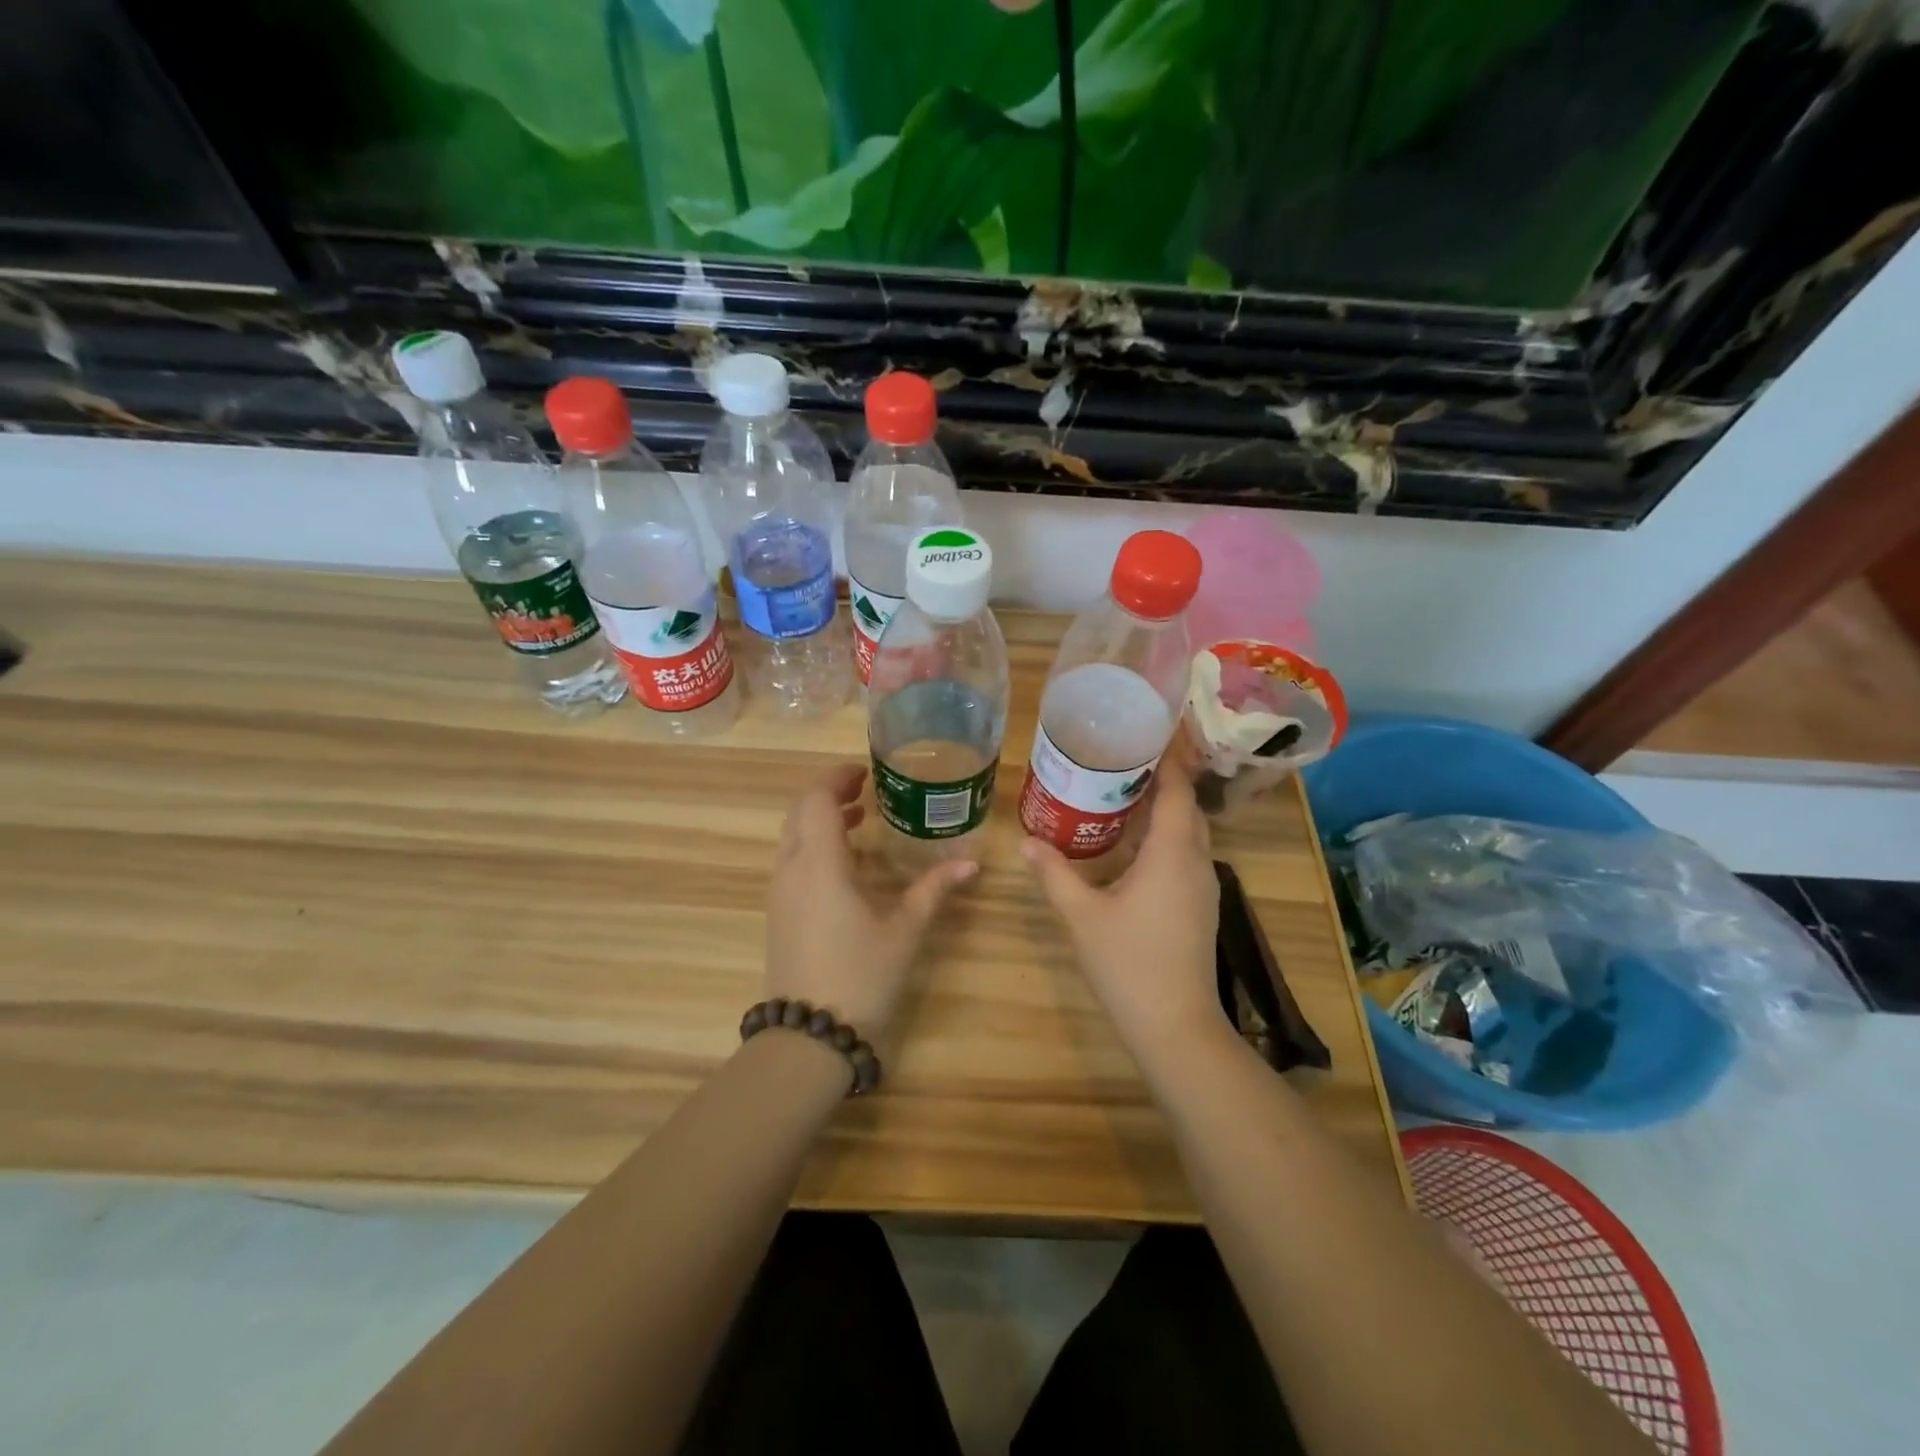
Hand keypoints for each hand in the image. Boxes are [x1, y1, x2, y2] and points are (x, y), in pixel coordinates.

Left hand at [765, 764, 976, 1041]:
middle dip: (829, 793)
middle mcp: (791, 869)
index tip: (866, 772)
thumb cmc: (860, 975)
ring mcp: (780, 893)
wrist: (808, 1036)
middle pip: (800, 812)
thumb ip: (934, 890)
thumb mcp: (905, 929)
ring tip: (861, 819)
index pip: (816, 798)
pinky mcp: (779, 913)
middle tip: (866, 789)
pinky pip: (792, 861)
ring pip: (793, 837)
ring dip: (821, 820)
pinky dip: (815, 845)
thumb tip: (972, 863)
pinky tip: (847, 864)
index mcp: (820, 863)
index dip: (837, 777)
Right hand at [1020, 763, 1224, 1064]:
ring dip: (1161, 812)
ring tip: (1118, 796)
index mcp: (1173, 853)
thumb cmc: (1128, 964)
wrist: (1175, 1027)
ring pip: (1188, 833)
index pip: (1177, 790)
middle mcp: (1197, 862)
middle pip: (1186, 807)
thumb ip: (1054, 874)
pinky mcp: (1199, 907)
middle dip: (1158, 781)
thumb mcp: (1082, 915)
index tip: (1141, 736)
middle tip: (1117, 763)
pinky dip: (1163, 839)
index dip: (1165, 760)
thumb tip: (1026, 841)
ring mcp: (1203, 887)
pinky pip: (1185, 856)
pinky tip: (1129, 847)